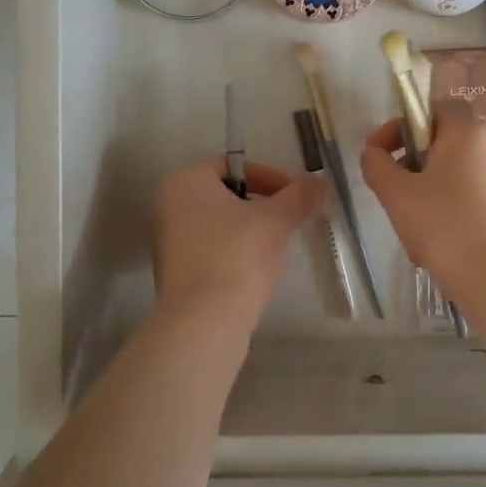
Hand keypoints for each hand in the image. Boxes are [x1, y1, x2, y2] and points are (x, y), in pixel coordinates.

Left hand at [152, 157, 325, 322]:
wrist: (204, 322)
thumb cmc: (236, 256)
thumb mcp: (275, 221)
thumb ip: (299, 196)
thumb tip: (321, 181)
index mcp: (184, 181)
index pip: (232, 164)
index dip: (269, 177)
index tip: (294, 197)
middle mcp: (167, 204)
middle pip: (224, 193)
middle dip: (260, 204)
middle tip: (287, 220)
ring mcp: (165, 239)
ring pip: (217, 222)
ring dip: (247, 228)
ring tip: (274, 246)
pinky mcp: (172, 269)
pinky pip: (208, 247)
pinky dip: (232, 250)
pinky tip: (253, 269)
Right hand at [360, 101, 485, 285]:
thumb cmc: (442, 224)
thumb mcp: (396, 192)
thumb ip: (377, 165)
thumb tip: (374, 153)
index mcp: (466, 134)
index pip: (433, 110)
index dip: (402, 125)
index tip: (379, 152)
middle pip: (438, 147)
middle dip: (408, 167)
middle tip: (389, 191)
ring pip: (447, 180)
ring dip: (421, 197)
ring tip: (407, 227)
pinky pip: (461, 206)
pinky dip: (441, 218)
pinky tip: (429, 249)